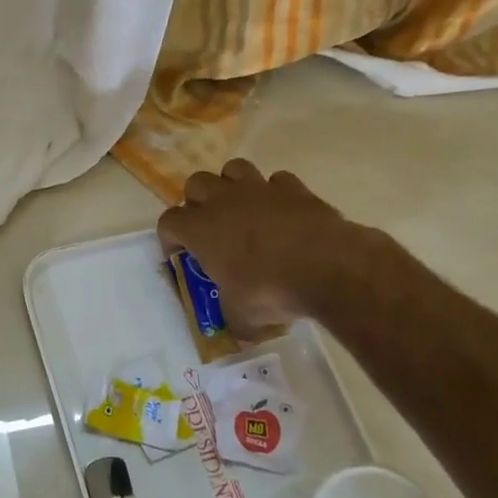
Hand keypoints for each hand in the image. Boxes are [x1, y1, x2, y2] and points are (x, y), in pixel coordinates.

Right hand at [157, 161, 376, 332]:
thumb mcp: (241, 316)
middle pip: (196, 184)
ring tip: (242, 209)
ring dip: (232, 186)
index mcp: (200, 229)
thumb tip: (237, 328)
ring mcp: (260, 189)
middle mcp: (223, 201)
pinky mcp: (294, 188)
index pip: (168, 222)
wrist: (329, 267)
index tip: (181, 256)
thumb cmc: (271, 290)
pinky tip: (283, 213)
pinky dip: (276, 194)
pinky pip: (277, 181)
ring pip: (233, 169)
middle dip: (198, 202)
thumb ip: (231, 316)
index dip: (170, 238)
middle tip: (210, 227)